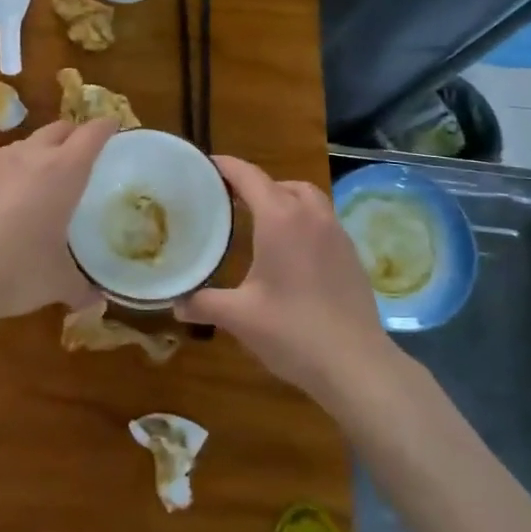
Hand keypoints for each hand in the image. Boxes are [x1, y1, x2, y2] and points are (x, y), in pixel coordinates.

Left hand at [0, 118, 116, 326]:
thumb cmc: (17, 271)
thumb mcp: (58, 283)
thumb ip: (82, 288)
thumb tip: (96, 302)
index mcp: (63, 171)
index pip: (91, 134)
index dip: (106, 127)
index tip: (115, 128)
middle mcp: (31, 156)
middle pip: (59, 128)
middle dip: (75, 135)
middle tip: (85, 154)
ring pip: (27, 142)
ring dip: (42, 150)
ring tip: (46, 176)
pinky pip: (0, 161)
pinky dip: (13, 169)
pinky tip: (10, 196)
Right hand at [176, 155, 395, 404]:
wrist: (356, 365)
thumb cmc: (292, 331)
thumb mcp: (239, 317)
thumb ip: (203, 303)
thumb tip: (174, 303)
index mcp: (280, 219)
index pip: (249, 176)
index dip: (225, 167)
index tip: (204, 166)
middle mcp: (311, 216)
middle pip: (282, 184)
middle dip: (255, 185)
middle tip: (229, 201)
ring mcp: (336, 234)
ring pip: (308, 199)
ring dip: (284, 200)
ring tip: (260, 222)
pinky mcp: (351, 255)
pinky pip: (322, 221)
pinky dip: (302, 221)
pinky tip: (290, 252)